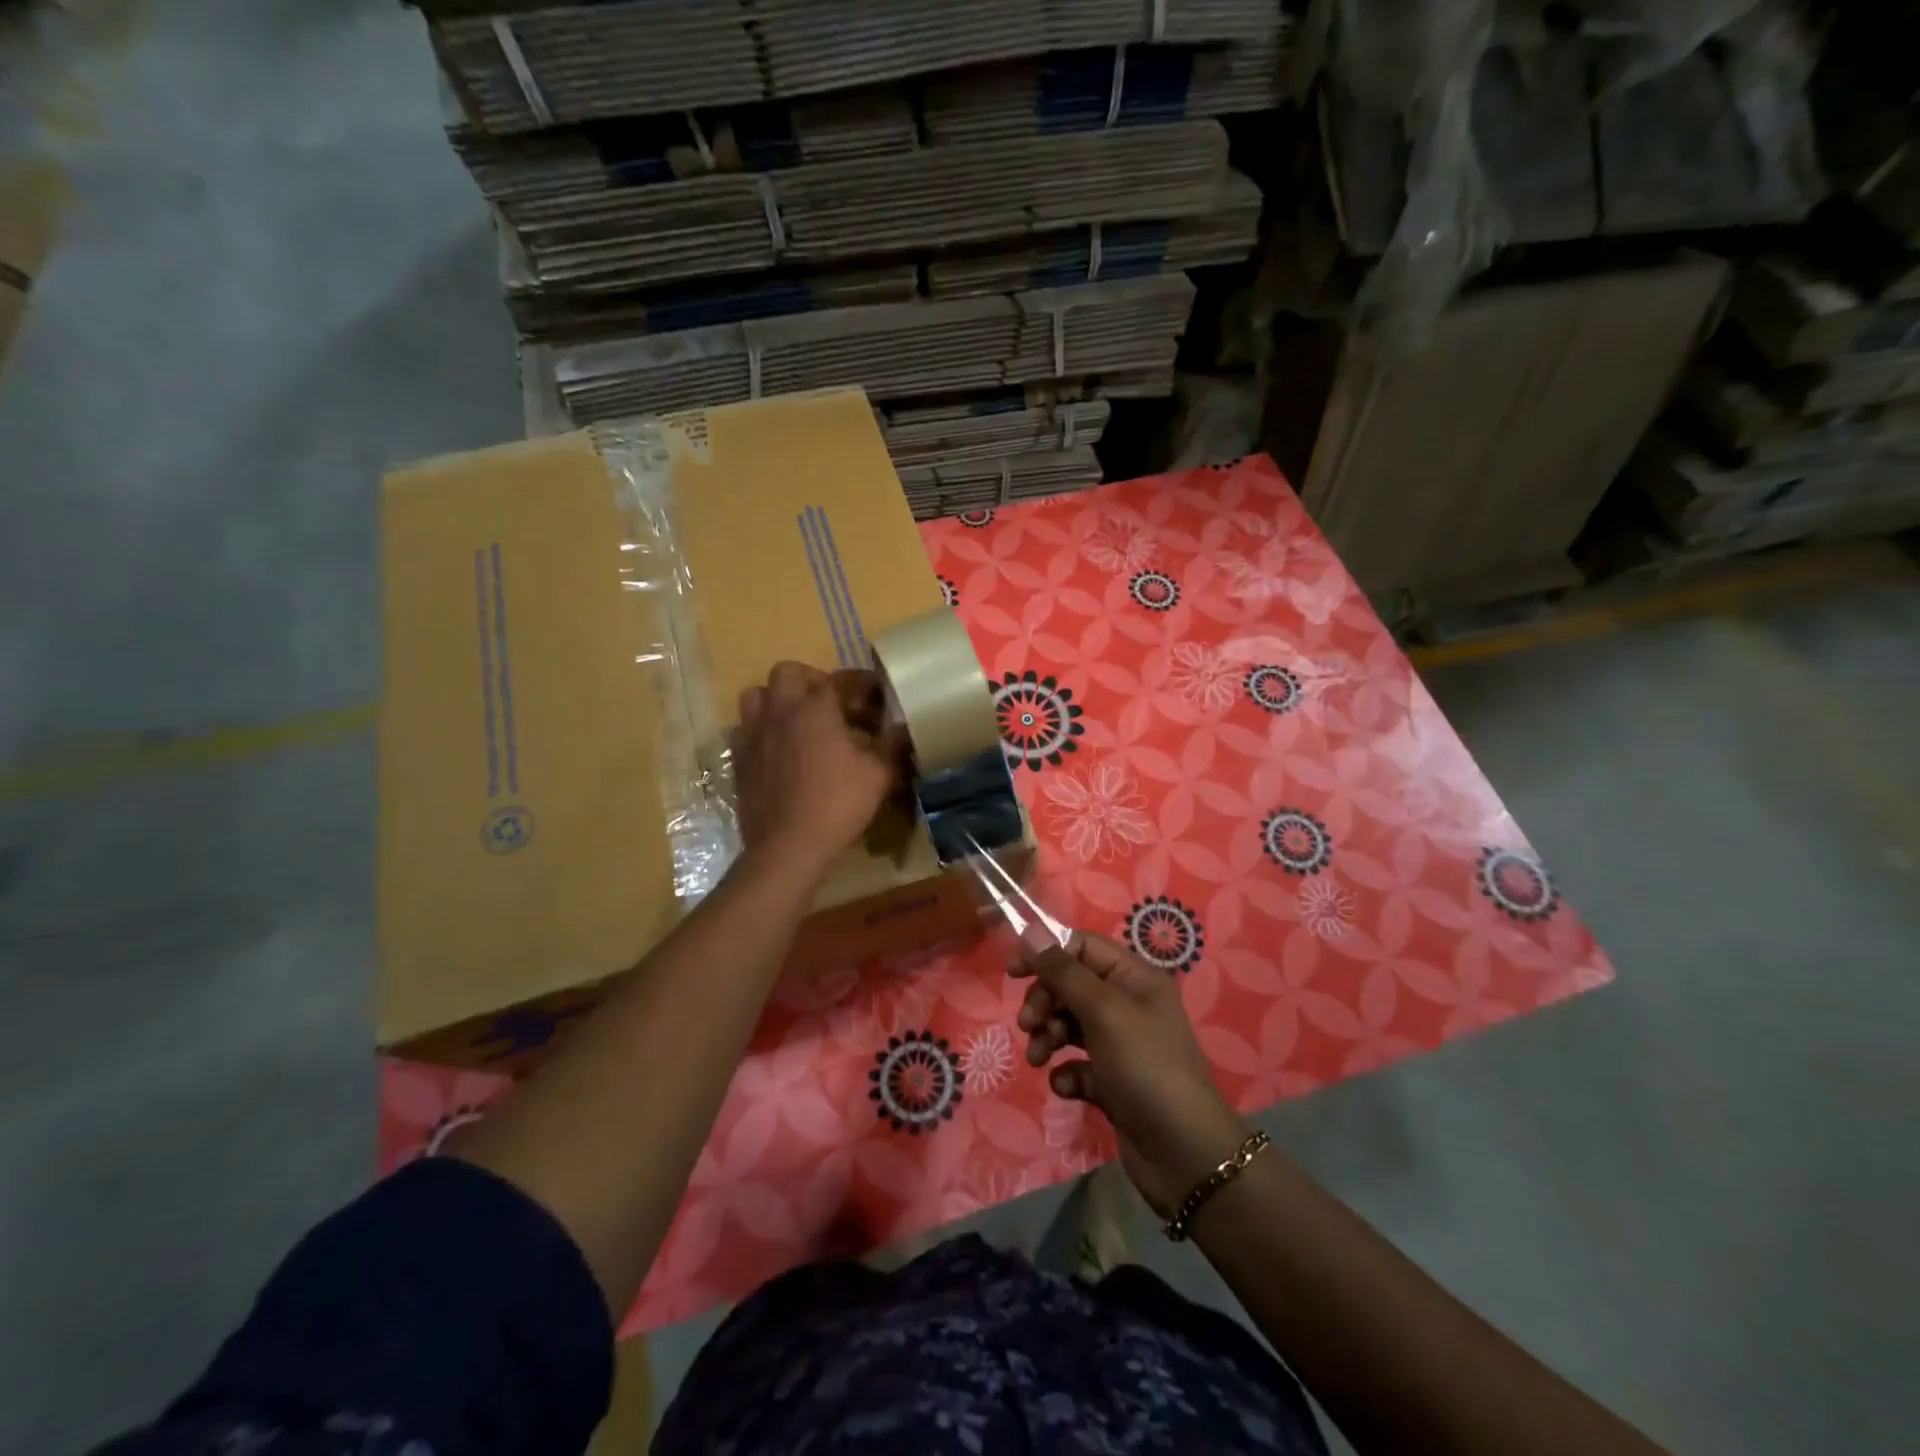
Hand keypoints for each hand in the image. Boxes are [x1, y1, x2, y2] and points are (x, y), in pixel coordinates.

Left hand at [732, 661, 899, 882]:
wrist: (788, 846)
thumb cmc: (838, 804)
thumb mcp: (878, 774)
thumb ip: (891, 743)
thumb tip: (903, 724)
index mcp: (816, 707)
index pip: (841, 679)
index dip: (862, 684)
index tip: (876, 696)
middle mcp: (780, 711)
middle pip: (788, 672)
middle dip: (811, 680)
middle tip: (831, 704)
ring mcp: (754, 734)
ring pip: (758, 695)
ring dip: (778, 700)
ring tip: (798, 721)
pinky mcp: (740, 759)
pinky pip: (745, 729)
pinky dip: (762, 730)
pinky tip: (778, 750)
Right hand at [1014, 934, 1251, 1214]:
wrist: (1182, 1152)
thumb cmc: (1145, 1066)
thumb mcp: (1103, 1010)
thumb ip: (1064, 971)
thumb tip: (1032, 932)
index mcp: (1135, 978)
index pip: (1083, 946)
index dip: (1047, 953)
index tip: (1013, 972)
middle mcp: (1129, 1005)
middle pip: (1071, 985)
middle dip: (1045, 1001)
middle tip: (1029, 1024)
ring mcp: (1121, 1045)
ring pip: (1069, 1024)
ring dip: (1048, 1036)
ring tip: (1039, 1058)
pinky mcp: (1112, 1081)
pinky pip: (1077, 1064)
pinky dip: (1066, 1072)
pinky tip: (1067, 1087)